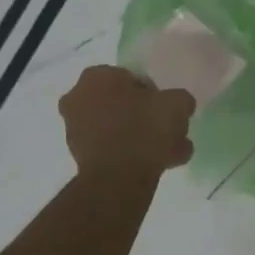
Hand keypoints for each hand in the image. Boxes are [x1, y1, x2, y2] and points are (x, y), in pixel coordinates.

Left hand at [60, 66, 194, 179]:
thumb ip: (179, 99)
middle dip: (146, 116)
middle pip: (122, 104)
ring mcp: (75, 129)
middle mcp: (78, 98)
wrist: (120, 177)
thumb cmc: (145, 128)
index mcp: (97, 76)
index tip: (166, 108)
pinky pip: (113, 149)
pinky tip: (160, 164)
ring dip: (142, 137)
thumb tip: (177, 105)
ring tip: (171, 152)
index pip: (131, 78)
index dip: (153, 93)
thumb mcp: (177, 103)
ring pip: (118, 128)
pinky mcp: (80, 157)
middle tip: (169, 130)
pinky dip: (132, 154)